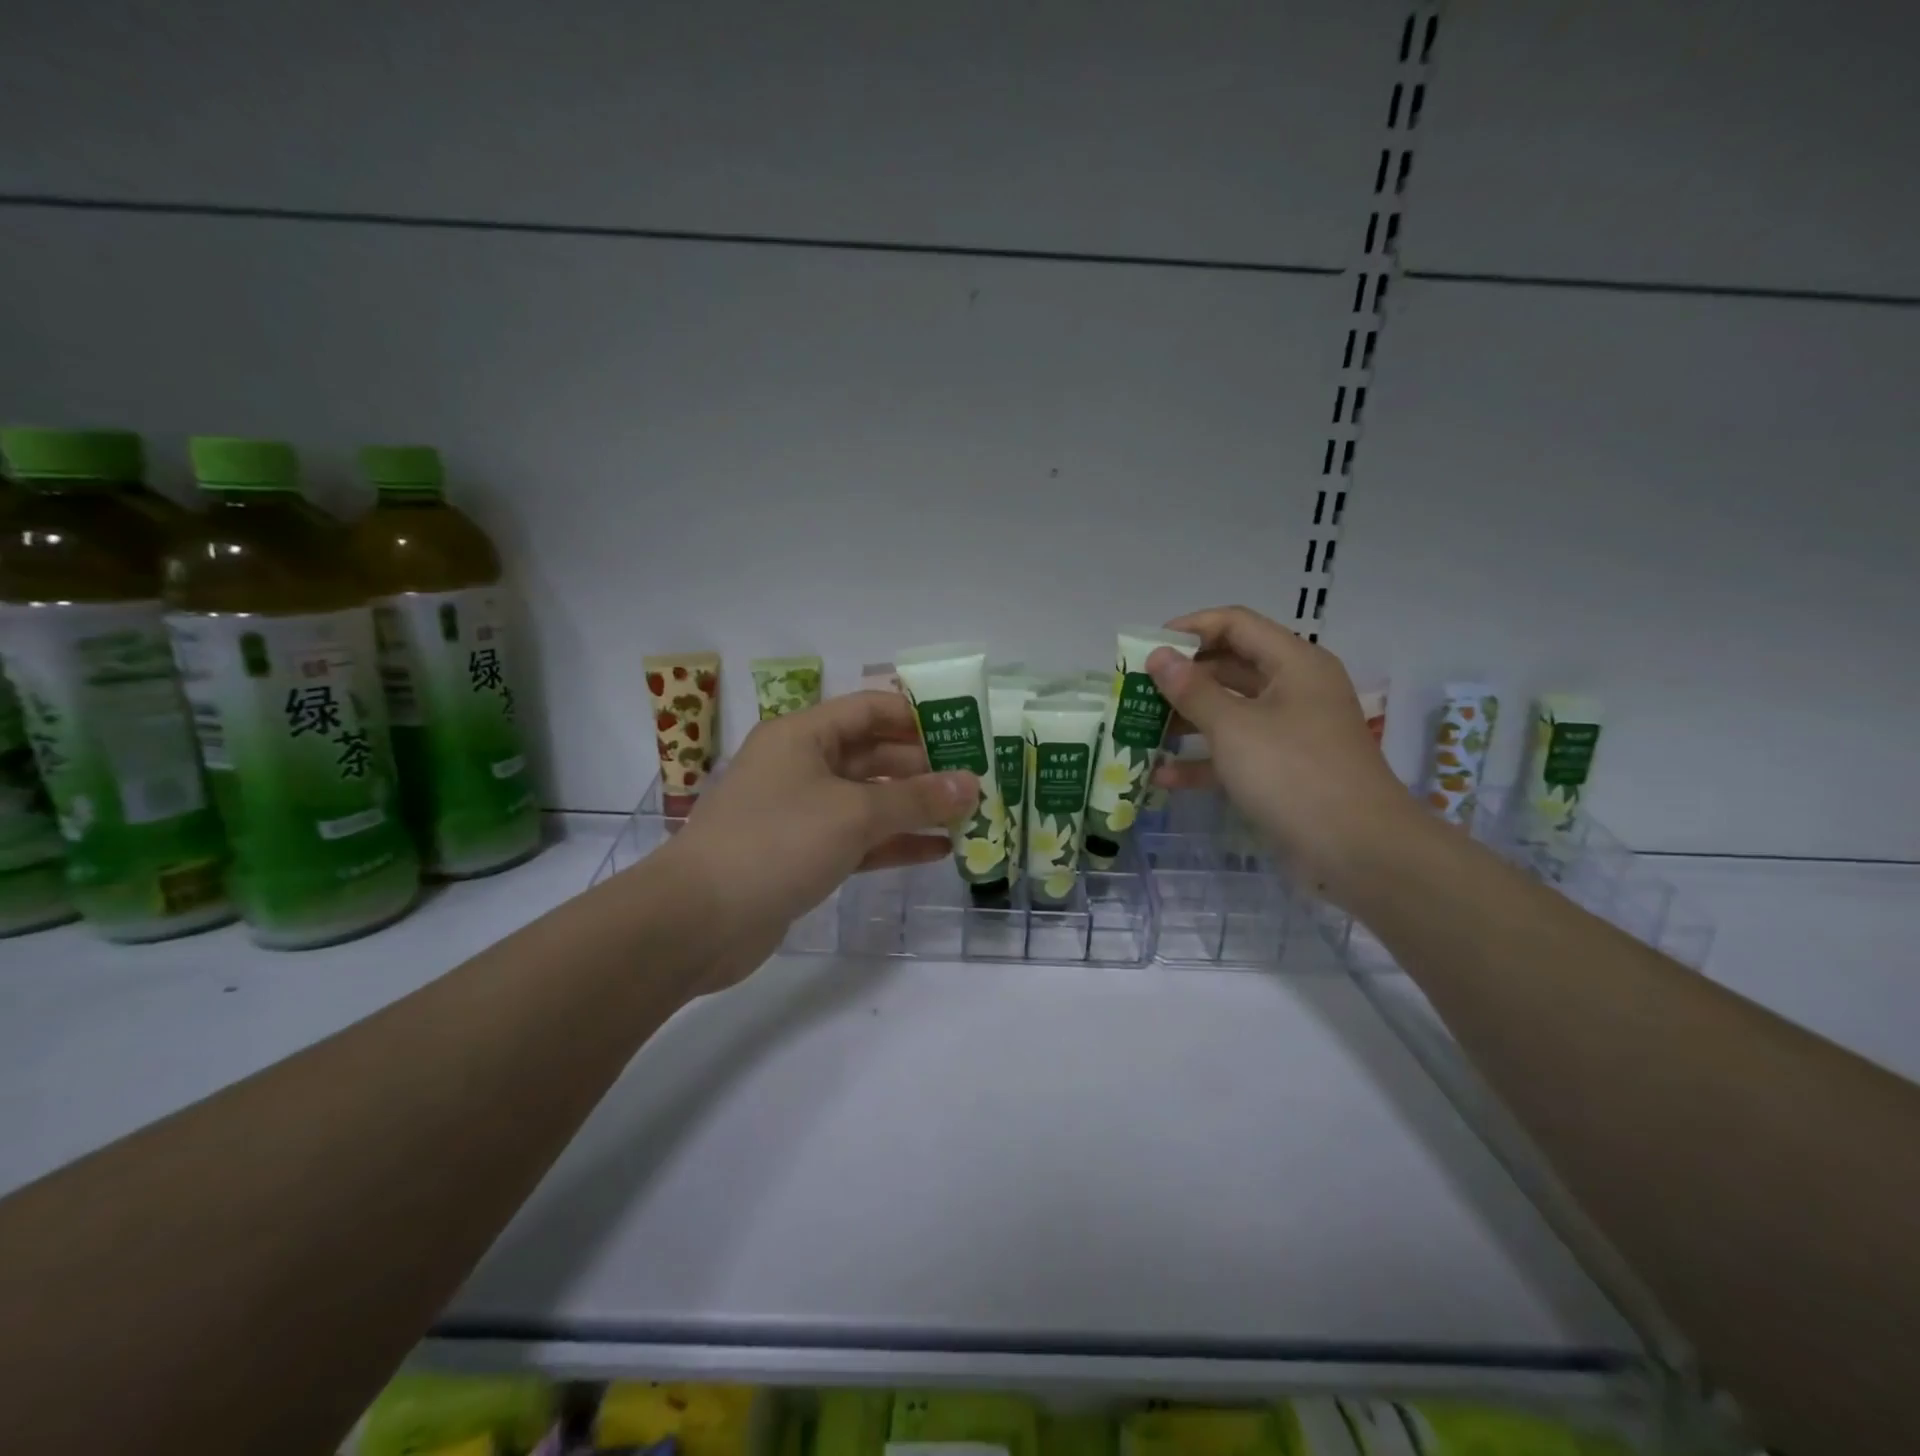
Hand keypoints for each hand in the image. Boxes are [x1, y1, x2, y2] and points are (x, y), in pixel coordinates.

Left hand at [656, 691, 977, 982]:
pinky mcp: (801, 854)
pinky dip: (893, 842)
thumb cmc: (777, 842)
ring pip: (867, 800)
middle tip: (976, 782)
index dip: (918, 718)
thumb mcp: (854, 813)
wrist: (698, 920)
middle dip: (924, 768)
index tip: (965, 734)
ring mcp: (800, 812)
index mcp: (803, 735)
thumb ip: (916, 798)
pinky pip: (857, 839)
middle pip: (872, 755)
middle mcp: (801, 765)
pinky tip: (936, 851)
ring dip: (914, 807)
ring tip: (966, 816)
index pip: (870, 710)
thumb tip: (971, 785)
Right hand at [1147, 605, 1416, 897]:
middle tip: (1136, 692)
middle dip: (1181, 679)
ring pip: (1229, 712)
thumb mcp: (1234, 728)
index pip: (1235, 624)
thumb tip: (1158, 656)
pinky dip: (1203, 761)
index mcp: (1293, 664)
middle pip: (1230, 667)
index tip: (1145, 648)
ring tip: (1140, 730)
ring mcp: (1290, 732)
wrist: (1360, 852)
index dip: (1189, 629)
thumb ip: (1191, 690)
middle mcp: (1294, 690)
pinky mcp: (1283, 771)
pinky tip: (1163, 776)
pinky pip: (1236, 753)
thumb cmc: (1294, 774)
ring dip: (1186, 720)